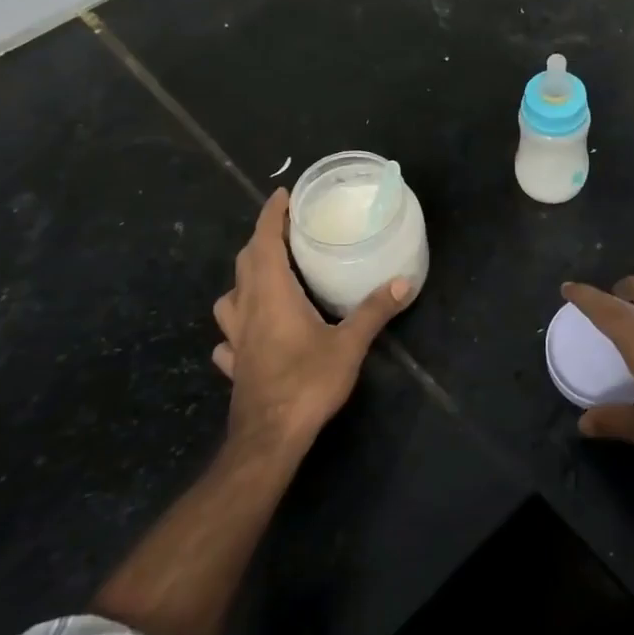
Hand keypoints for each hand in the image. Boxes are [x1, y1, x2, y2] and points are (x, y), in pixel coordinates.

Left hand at [211, 189, 412, 448]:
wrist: (269, 439)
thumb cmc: (306, 383)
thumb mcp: (349, 345)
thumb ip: (374, 311)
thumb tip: (403, 282)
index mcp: (272, 294)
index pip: (264, 242)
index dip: (271, 215)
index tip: (283, 195)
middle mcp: (248, 309)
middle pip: (245, 263)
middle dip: (261, 240)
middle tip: (285, 231)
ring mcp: (236, 339)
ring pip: (230, 298)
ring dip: (244, 280)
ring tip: (266, 278)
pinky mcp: (235, 365)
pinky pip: (229, 337)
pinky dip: (237, 326)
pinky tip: (250, 335)